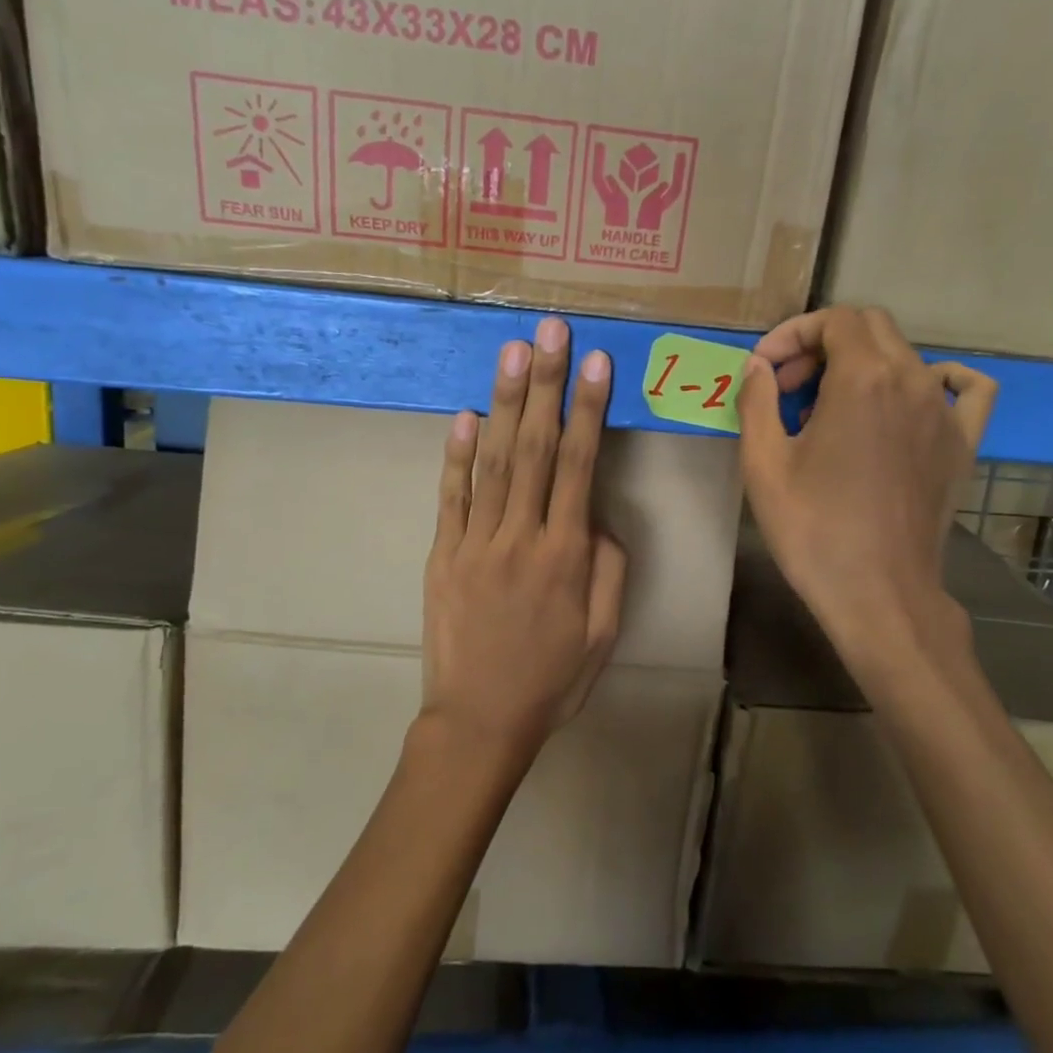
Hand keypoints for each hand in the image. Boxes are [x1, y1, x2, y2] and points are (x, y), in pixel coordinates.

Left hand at [422, 318, 628, 755]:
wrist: (480, 721)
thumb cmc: (552, 679)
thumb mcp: (603, 632)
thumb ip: (609, 568)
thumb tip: (597, 517)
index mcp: (566, 555)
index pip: (581, 466)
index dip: (589, 410)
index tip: (596, 362)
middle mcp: (521, 536)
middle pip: (537, 448)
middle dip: (547, 385)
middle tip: (550, 331)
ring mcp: (476, 542)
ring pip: (494, 462)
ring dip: (506, 404)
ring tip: (513, 353)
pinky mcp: (443, 555)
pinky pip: (451, 497)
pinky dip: (456, 455)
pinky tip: (466, 415)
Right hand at [737, 306, 996, 669]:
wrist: (879, 594)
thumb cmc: (814, 529)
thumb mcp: (764, 464)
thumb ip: (757, 400)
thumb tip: (759, 366)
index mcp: (863, 378)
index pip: (833, 320)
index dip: (792, 334)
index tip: (765, 369)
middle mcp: (912, 380)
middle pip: (869, 327)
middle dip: (822, 344)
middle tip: (788, 387)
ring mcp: (945, 411)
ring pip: (906, 354)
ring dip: (862, 362)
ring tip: (831, 402)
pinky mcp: (962, 443)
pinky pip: (966, 389)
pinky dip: (939, 378)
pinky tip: (916, 395)